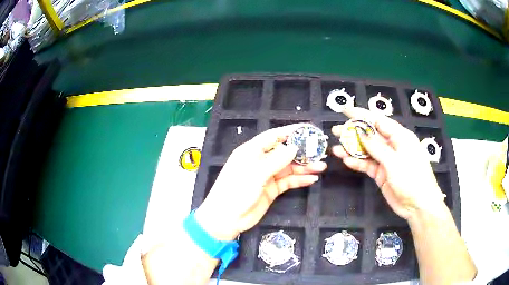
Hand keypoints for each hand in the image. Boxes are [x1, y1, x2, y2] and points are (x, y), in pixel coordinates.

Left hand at [195, 125, 326, 240]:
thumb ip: (276, 160)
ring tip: (321, 167)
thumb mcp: (255, 174)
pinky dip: (299, 180)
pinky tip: (312, 179)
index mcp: (252, 151)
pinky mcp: (271, 190)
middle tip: (320, 151)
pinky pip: (288, 182)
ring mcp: (266, 176)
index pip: (274, 136)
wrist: (226, 219)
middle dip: (302, 151)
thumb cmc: (236, 191)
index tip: (308, 129)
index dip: (291, 131)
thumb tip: (294, 147)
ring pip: (288, 168)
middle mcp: (260, 161)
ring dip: (304, 167)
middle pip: (284, 152)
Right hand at [331, 107, 445, 219]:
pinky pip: (367, 165)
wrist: (418, 206)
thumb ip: (377, 147)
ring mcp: (386, 160)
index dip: (361, 115)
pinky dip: (357, 163)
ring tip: (335, 148)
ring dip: (352, 149)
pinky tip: (346, 161)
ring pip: (367, 151)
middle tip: (335, 130)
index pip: (378, 121)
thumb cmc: (412, 179)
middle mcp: (392, 146)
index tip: (345, 110)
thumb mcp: (395, 161)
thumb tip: (360, 131)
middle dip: (353, 132)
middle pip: (370, 135)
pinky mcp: (381, 173)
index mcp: (400, 137)